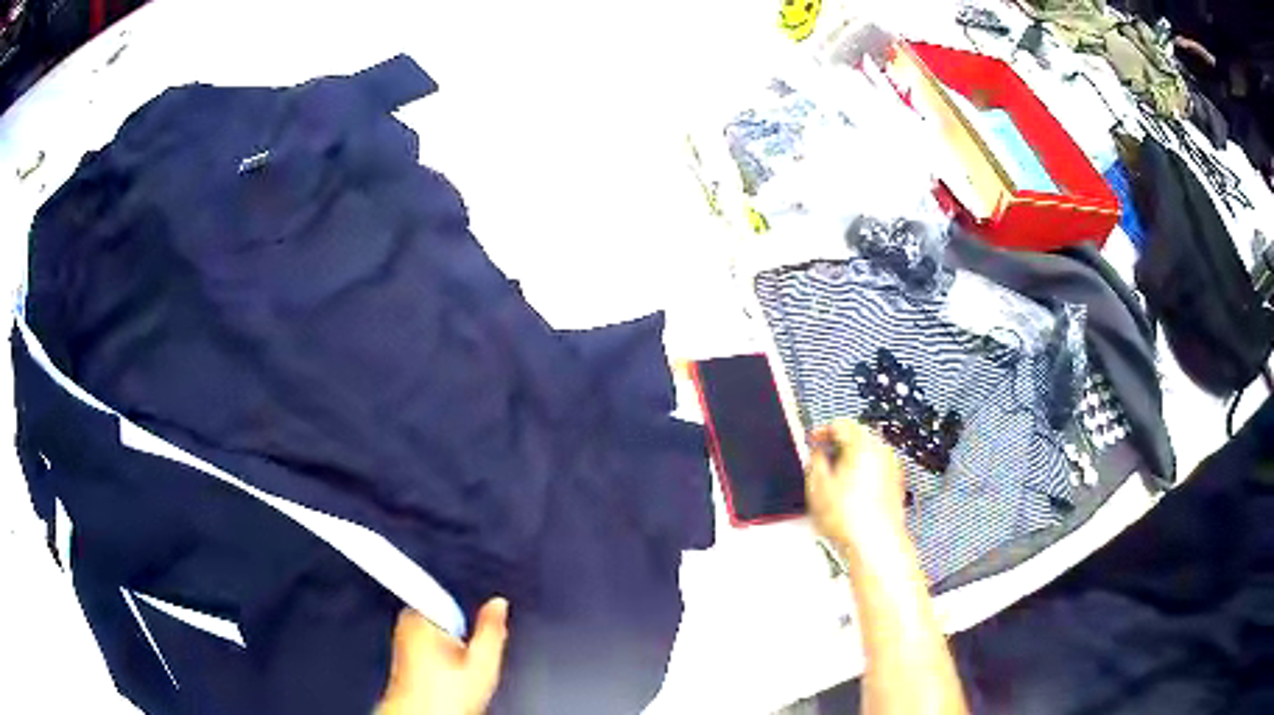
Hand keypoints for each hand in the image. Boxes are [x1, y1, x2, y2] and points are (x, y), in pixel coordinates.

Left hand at [376, 598, 509, 714]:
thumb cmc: (444, 697)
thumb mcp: (483, 662)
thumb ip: (492, 629)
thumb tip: (499, 603)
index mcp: (420, 616)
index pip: (445, 601)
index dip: (465, 621)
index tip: (473, 639)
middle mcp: (403, 627)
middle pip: (439, 620)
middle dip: (456, 637)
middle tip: (468, 662)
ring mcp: (398, 645)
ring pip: (431, 639)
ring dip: (445, 653)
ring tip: (455, 678)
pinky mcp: (399, 663)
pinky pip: (423, 655)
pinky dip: (435, 666)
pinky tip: (444, 684)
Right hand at [806, 419, 907, 557]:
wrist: (875, 543)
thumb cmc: (850, 518)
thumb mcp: (817, 486)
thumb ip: (814, 460)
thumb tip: (816, 452)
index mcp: (862, 444)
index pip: (840, 424)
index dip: (822, 431)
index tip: (813, 441)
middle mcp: (881, 450)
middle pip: (857, 436)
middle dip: (838, 445)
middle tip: (821, 458)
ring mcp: (892, 466)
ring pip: (868, 452)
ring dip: (851, 459)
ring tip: (835, 479)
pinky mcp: (896, 483)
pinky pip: (877, 468)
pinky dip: (864, 472)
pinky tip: (851, 493)